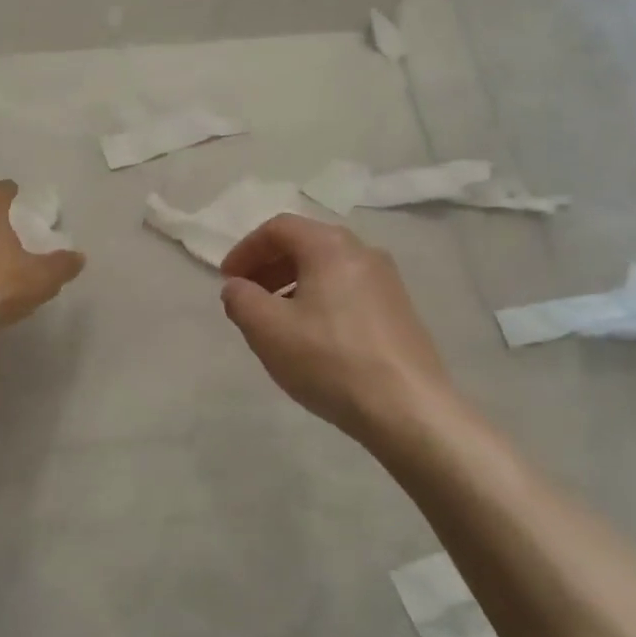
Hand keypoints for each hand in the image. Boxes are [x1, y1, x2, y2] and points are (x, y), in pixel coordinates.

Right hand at [219, 215, 461, 442]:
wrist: (408, 409)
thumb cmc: (329, 360)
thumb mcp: (268, 329)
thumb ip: (241, 300)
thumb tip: (236, 287)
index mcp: (331, 246)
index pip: (278, 228)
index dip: (245, 250)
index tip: (227, 280)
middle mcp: (363, 252)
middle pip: (305, 244)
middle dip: (268, 266)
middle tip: (246, 296)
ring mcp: (387, 281)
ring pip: (327, 268)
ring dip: (292, 284)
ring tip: (274, 320)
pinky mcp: (398, 310)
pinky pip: (347, 290)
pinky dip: (318, 299)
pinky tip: (310, 336)